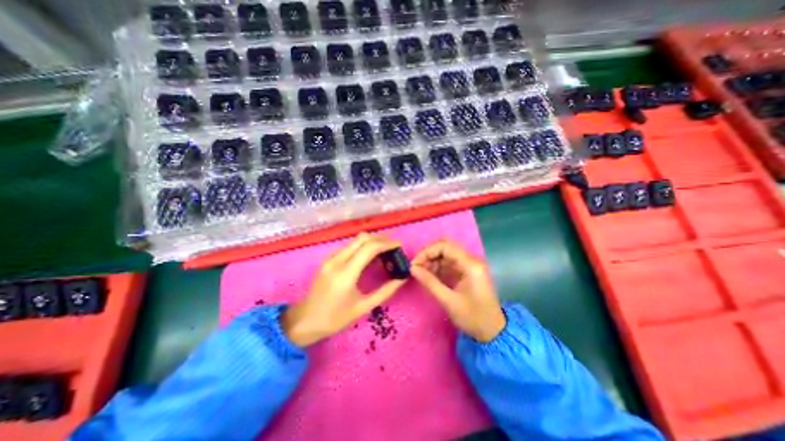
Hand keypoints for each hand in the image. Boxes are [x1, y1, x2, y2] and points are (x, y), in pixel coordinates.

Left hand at [282, 234, 404, 347]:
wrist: (304, 321)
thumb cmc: (335, 318)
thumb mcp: (363, 307)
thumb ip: (385, 291)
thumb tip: (401, 279)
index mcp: (346, 274)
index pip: (369, 248)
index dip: (387, 243)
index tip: (399, 246)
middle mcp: (337, 260)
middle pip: (362, 238)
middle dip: (381, 238)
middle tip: (393, 246)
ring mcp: (330, 258)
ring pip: (355, 240)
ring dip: (372, 241)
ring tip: (385, 250)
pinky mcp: (328, 259)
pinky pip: (349, 246)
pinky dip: (362, 246)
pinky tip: (369, 256)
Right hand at [412, 239, 502, 342]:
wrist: (493, 331)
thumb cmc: (473, 317)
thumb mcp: (448, 301)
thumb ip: (430, 282)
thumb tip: (412, 268)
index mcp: (470, 265)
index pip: (445, 246)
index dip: (427, 252)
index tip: (415, 264)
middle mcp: (471, 260)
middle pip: (445, 246)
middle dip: (428, 254)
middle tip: (416, 267)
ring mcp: (469, 264)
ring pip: (446, 253)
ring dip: (432, 260)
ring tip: (421, 273)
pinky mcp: (466, 271)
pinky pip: (448, 262)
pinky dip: (437, 266)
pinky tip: (429, 275)